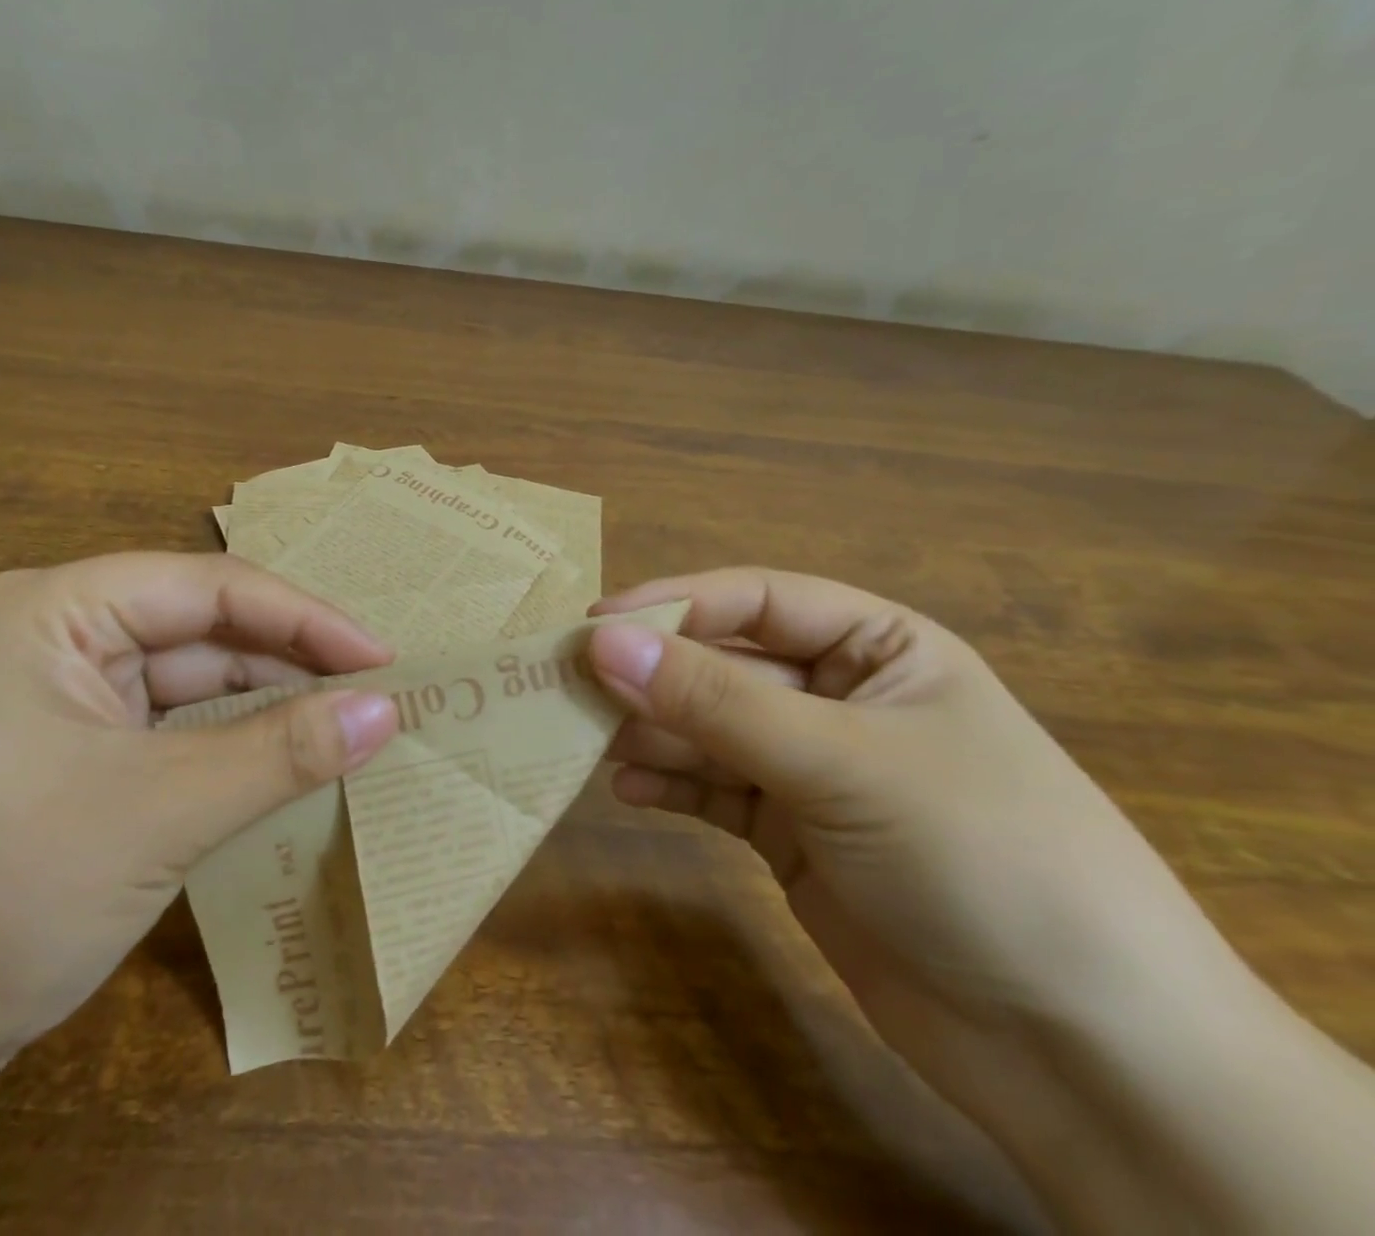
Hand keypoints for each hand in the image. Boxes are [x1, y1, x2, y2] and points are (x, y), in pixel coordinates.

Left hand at [0, 552, 401, 1062]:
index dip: (306, 618)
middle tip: (381, 698)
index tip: (384, 659)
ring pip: (195, 690)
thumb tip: (386, 710)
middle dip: (293, 665)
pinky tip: (292, 771)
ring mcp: (67, 709)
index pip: (211, 589)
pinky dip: (235, 754)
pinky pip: (176, 740)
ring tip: (355, 732)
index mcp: (58, 610)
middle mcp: (61, 642)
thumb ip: (280, 753)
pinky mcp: (76, 769)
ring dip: (270, 713)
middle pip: (206, 635)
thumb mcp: (155, 812)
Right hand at [585, 568, 1250, 1129]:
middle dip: (651, 674)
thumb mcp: (840, 761)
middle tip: (568, 685)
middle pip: (722, 665)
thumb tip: (600, 642)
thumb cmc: (981, 856)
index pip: (755, 600)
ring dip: (648, 730)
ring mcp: (812, 769)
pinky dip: (669, 783)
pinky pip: (713, 789)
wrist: (1086, 1055)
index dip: (674, 605)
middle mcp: (839, 697)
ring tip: (582, 739)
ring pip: (708, 728)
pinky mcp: (791, 834)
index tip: (594, 626)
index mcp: (878, 648)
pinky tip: (625, 789)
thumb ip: (713, 701)